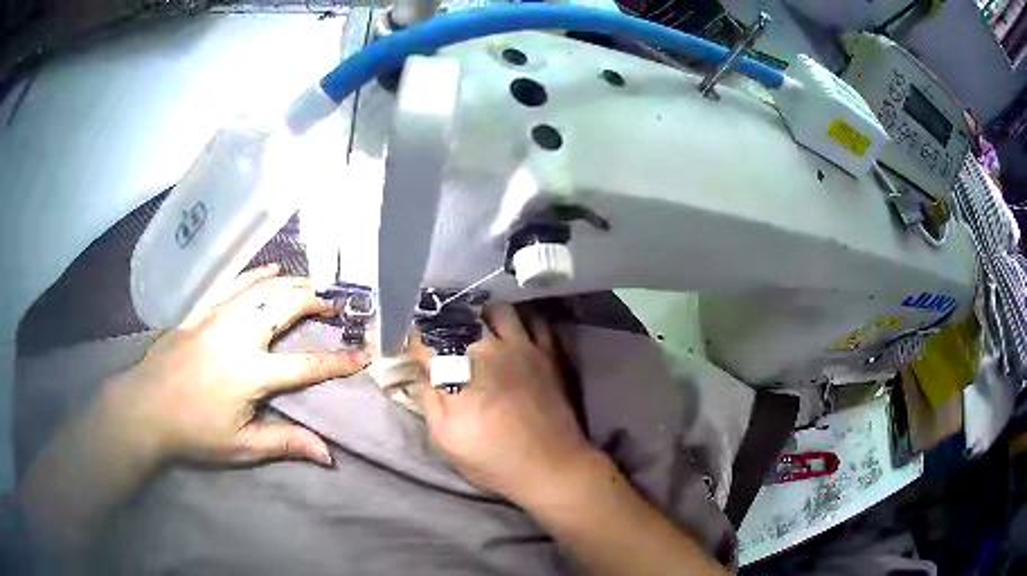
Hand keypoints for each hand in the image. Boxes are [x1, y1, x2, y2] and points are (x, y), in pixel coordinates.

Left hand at [99, 263, 367, 467]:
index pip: (306, 366)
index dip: (338, 362)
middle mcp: (238, 336)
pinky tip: (270, 268)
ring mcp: (217, 318)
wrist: (145, 409)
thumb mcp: (242, 447)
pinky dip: (255, 274)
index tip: (363, 355)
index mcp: (251, 373)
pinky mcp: (201, 313)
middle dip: (315, 301)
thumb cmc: (194, 433)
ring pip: (262, 289)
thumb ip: (286, 444)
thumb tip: (329, 454)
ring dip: (291, 284)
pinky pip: (234, 285)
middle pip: (284, 308)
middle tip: (336, 304)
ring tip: (312, 284)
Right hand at [421, 303, 598, 503]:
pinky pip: (534, 321)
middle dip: (447, 325)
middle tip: (446, 338)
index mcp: (459, 370)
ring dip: (484, 315)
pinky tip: (515, 333)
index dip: (418, 344)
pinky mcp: (548, 353)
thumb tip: (426, 377)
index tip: (417, 351)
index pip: (429, 342)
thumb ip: (430, 401)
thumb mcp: (445, 440)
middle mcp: (489, 348)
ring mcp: (523, 347)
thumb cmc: (493, 459)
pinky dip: (521, 321)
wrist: (550, 466)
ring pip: (499, 310)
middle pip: (461, 319)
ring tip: (479, 328)